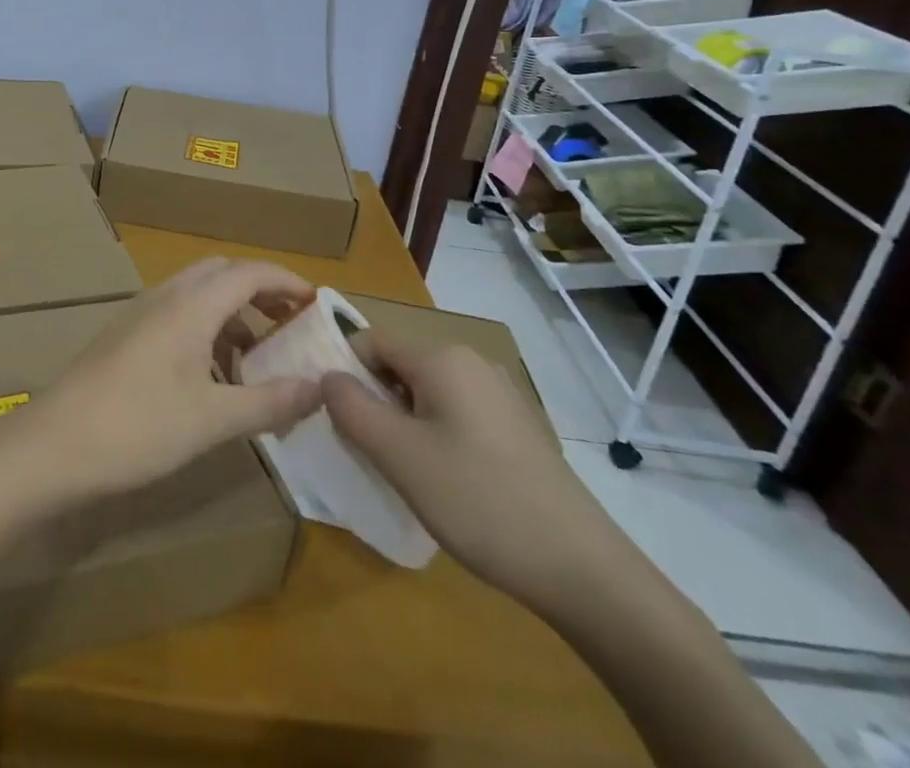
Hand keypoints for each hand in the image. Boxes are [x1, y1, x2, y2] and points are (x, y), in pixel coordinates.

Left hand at [11, 258, 323, 505]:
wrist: (55, 443)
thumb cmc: (139, 427)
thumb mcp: (213, 420)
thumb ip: (269, 401)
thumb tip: (318, 388)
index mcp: (192, 305)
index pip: (249, 272)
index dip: (286, 281)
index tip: (316, 302)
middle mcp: (166, 296)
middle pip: (221, 274)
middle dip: (259, 291)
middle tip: (288, 325)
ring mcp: (140, 313)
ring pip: (197, 294)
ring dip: (231, 312)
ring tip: (255, 358)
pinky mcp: (125, 335)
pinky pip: (176, 314)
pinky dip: (205, 328)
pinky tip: (211, 375)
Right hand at [322, 336, 635, 616]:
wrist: (582, 569)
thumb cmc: (479, 501)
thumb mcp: (399, 456)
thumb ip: (352, 408)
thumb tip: (327, 377)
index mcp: (442, 357)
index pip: (372, 340)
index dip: (345, 370)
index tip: (335, 417)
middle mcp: (471, 362)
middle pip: (400, 365)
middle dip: (373, 399)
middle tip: (366, 450)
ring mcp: (499, 394)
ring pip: (427, 392)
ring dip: (402, 421)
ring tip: (403, 472)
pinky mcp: (516, 427)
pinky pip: (456, 413)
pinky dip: (435, 434)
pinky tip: (444, 482)